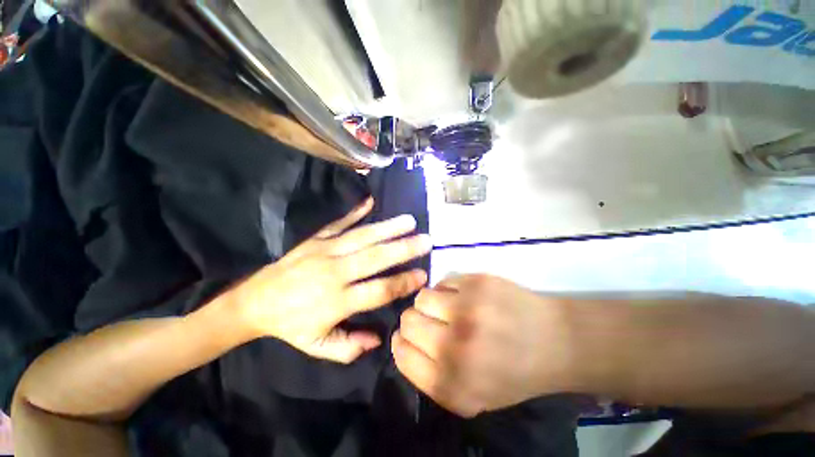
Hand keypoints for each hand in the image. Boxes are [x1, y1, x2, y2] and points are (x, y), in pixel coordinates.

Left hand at [234, 197, 430, 362]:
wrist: (255, 301)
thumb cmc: (291, 325)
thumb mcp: (317, 347)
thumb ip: (349, 347)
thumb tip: (380, 339)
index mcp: (336, 302)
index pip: (378, 291)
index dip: (403, 283)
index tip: (423, 275)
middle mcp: (334, 273)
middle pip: (375, 258)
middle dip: (403, 249)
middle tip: (426, 240)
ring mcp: (325, 251)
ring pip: (362, 237)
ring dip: (388, 228)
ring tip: (409, 221)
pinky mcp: (315, 239)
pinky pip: (339, 223)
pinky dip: (355, 212)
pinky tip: (370, 201)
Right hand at [392, 274, 573, 416]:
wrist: (555, 342)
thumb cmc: (512, 373)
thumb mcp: (471, 396)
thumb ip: (431, 377)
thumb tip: (402, 344)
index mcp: (451, 383)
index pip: (401, 354)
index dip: (401, 343)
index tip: (408, 337)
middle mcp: (454, 347)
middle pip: (408, 321)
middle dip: (415, 321)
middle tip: (433, 322)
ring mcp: (466, 310)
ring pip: (422, 297)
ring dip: (431, 303)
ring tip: (448, 307)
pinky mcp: (477, 283)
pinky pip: (443, 281)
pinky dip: (448, 289)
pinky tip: (464, 297)